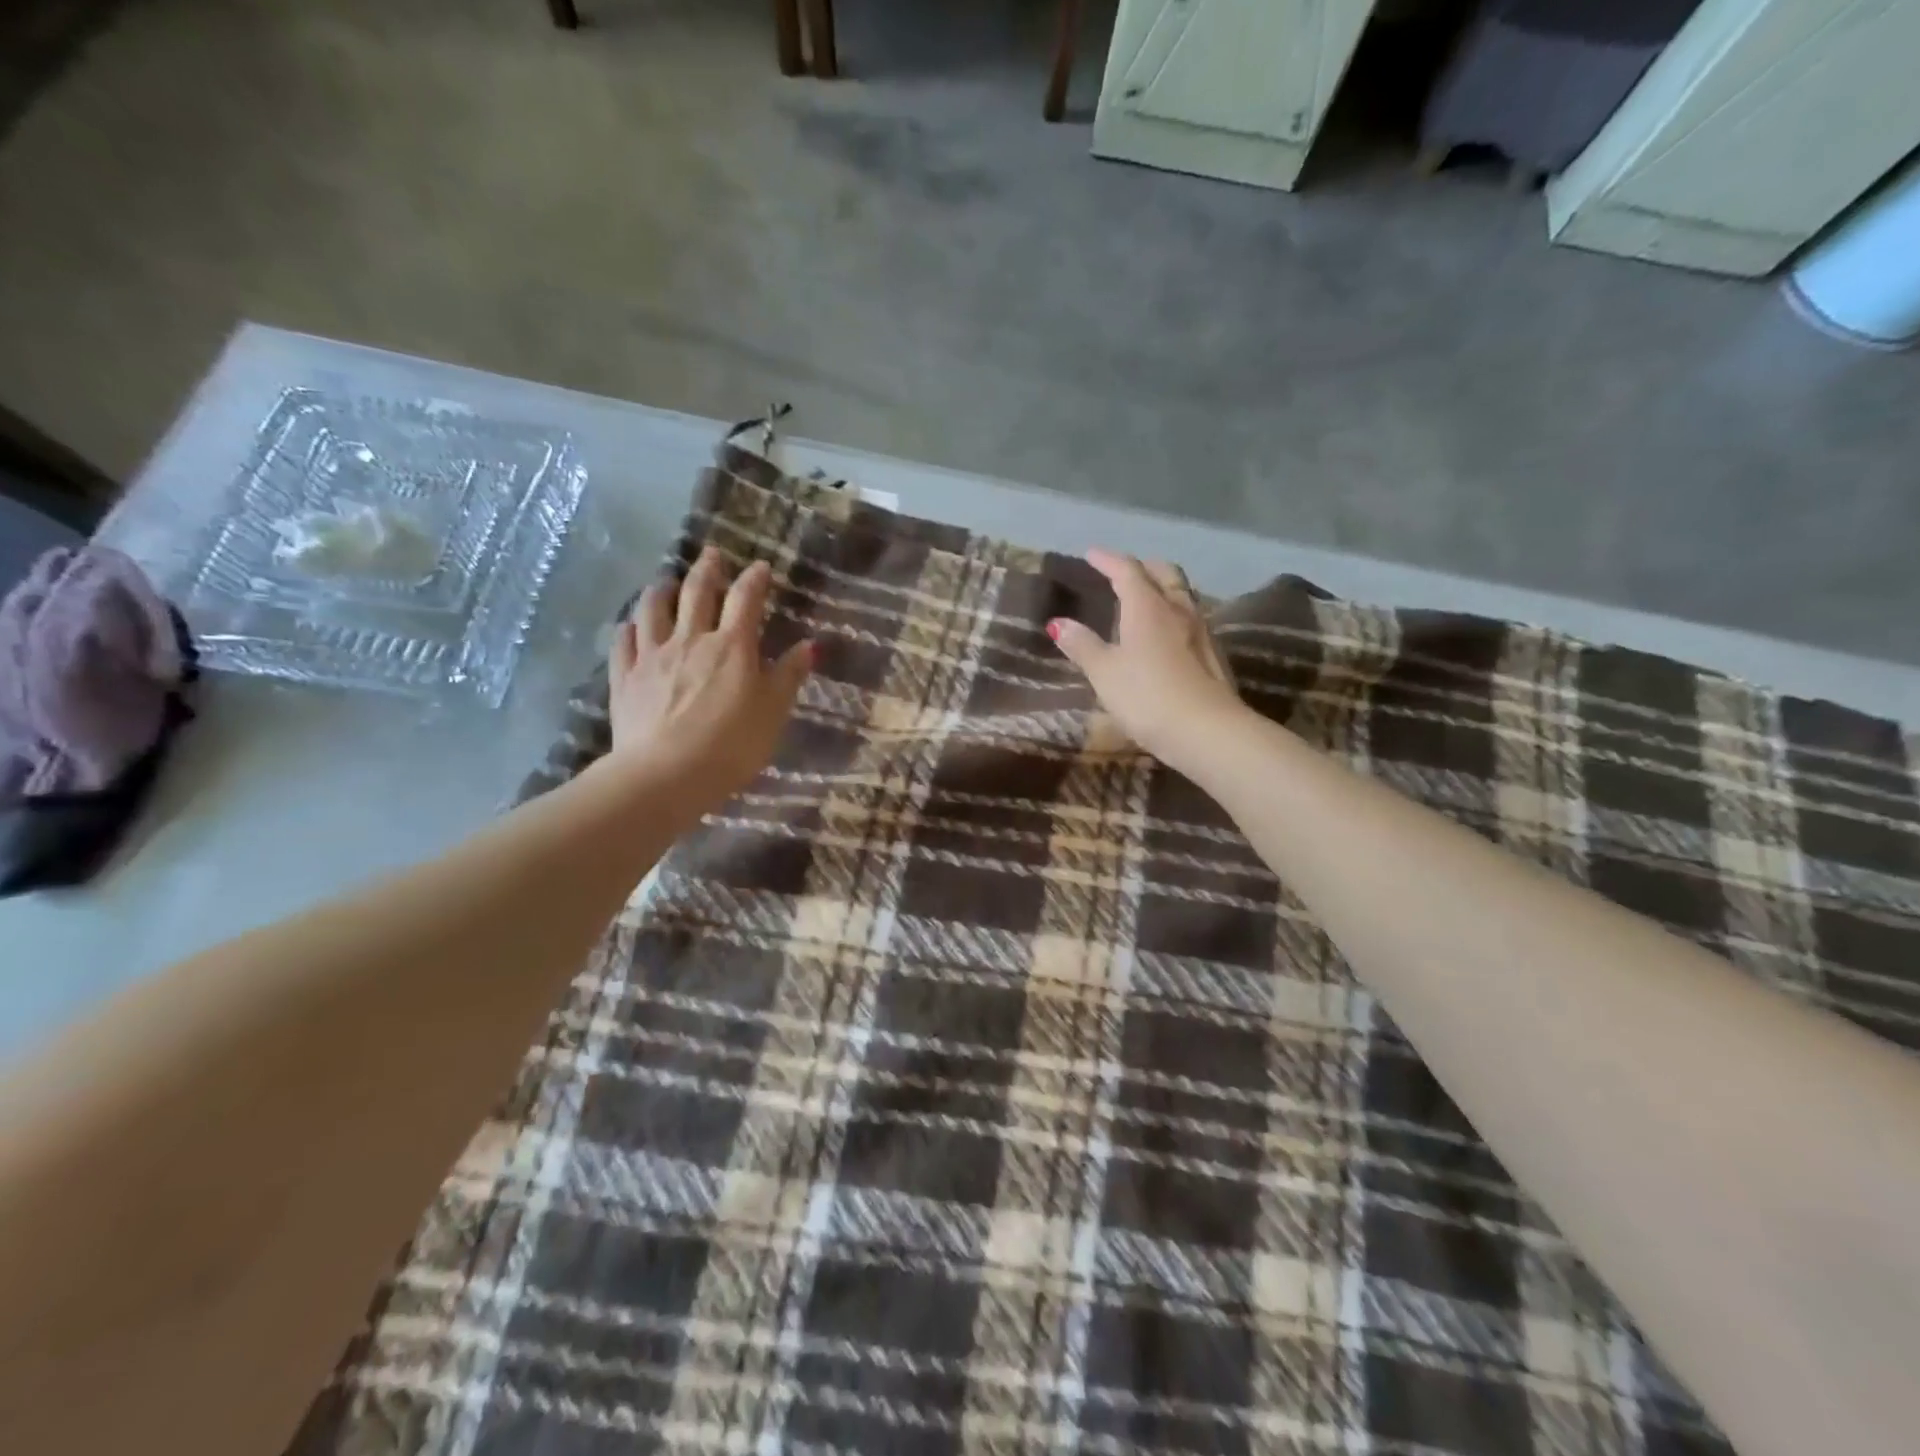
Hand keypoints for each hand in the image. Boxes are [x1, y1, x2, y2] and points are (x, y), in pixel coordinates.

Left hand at [607, 546, 812, 804]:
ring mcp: (652, 656)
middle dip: (707, 570)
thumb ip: (789, 676)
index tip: (761, 567)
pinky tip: (631, 625)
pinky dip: (630, 627)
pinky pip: (624, 642)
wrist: (666, 775)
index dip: (755, 580)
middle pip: (696, 593)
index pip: (746, 600)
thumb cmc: (731, 746)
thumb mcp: (773, 712)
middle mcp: (690, 640)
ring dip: (662, 589)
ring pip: (653, 609)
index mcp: (732, 646)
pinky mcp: (625, 677)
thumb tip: (810, 645)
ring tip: (666, 581)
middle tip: (712, 554)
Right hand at [1048, 549, 1243, 769]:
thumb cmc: (1147, 696)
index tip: (1091, 554)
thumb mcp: (1105, 673)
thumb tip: (1057, 622)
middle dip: (1143, 567)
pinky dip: (1174, 613)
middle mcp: (1177, 609)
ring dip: (1163, 588)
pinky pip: (1191, 618)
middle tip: (1124, 571)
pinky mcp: (1213, 654)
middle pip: (1164, 574)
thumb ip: (1082, 645)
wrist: (1206, 730)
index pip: (1127, 571)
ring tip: (1146, 597)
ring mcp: (1200, 631)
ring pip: (1182, 594)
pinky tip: (1167, 632)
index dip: (1108, 560)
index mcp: (1147, 607)